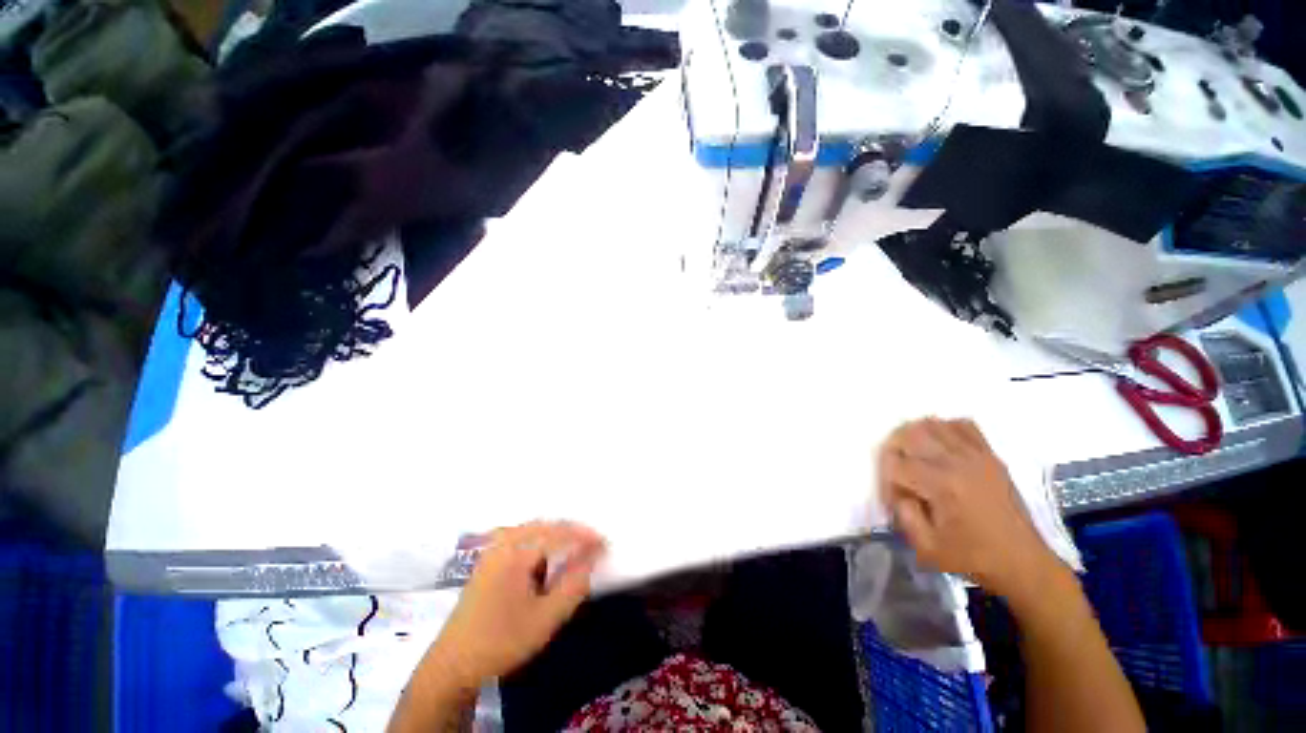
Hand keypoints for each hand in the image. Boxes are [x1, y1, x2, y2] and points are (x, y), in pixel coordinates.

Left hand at [427, 521, 605, 688]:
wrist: (452, 665)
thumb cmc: (502, 641)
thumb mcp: (545, 618)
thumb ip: (573, 585)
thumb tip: (592, 557)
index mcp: (516, 552)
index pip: (559, 533)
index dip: (585, 536)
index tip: (605, 544)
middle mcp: (503, 542)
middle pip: (546, 525)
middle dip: (571, 531)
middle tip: (593, 543)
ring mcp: (493, 549)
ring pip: (533, 529)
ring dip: (556, 535)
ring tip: (575, 547)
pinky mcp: (488, 559)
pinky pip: (521, 537)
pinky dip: (541, 540)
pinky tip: (547, 555)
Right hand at [878, 418, 1061, 598]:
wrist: (1023, 562)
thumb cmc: (973, 557)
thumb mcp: (927, 547)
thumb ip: (903, 515)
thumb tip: (898, 492)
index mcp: (941, 486)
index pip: (896, 464)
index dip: (886, 478)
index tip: (892, 496)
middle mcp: (957, 462)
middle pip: (910, 434)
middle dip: (893, 449)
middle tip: (895, 469)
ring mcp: (977, 455)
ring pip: (933, 424)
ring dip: (915, 435)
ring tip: (913, 454)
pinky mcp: (990, 455)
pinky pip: (963, 425)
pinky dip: (945, 428)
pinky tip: (941, 444)